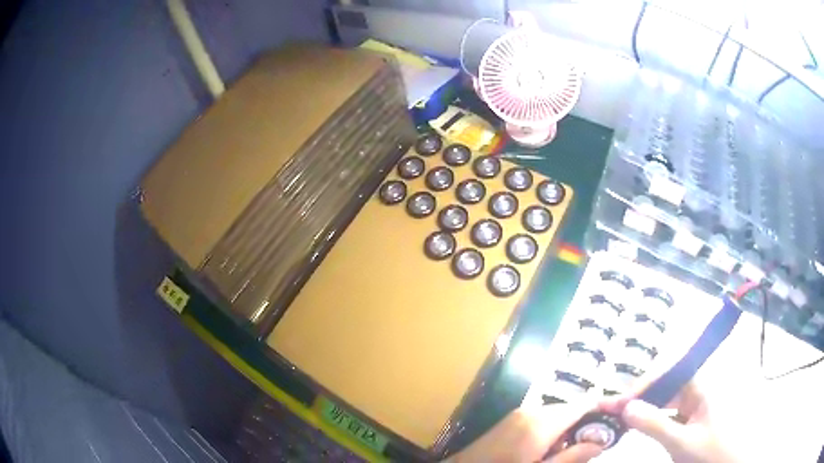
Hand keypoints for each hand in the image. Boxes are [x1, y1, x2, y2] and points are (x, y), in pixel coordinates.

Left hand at [448, 402, 603, 462]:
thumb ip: (573, 457)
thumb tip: (601, 443)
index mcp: (543, 422)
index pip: (584, 404)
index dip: (602, 411)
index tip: (613, 424)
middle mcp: (533, 410)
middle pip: (571, 410)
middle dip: (583, 426)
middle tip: (587, 448)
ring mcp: (519, 412)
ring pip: (556, 414)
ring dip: (566, 430)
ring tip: (562, 454)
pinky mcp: (511, 419)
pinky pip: (540, 418)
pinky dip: (550, 430)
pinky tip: (543, 450)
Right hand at [600, 382, 740, 462]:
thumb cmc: (710, 453)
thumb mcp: (681, 443)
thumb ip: (655, 424)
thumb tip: (626, 408)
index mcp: (702, 388)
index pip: (670, 373)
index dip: (644, 384)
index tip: (620, 401)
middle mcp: (699, 391)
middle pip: (666, 385)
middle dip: (640, 396)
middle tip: (613, 410)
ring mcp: (696, 406)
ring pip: (667, 399)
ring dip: (644, 407)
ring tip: (621, 417)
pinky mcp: (693, 419)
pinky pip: (670, 413)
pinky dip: (653, 418)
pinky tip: (641, 425)